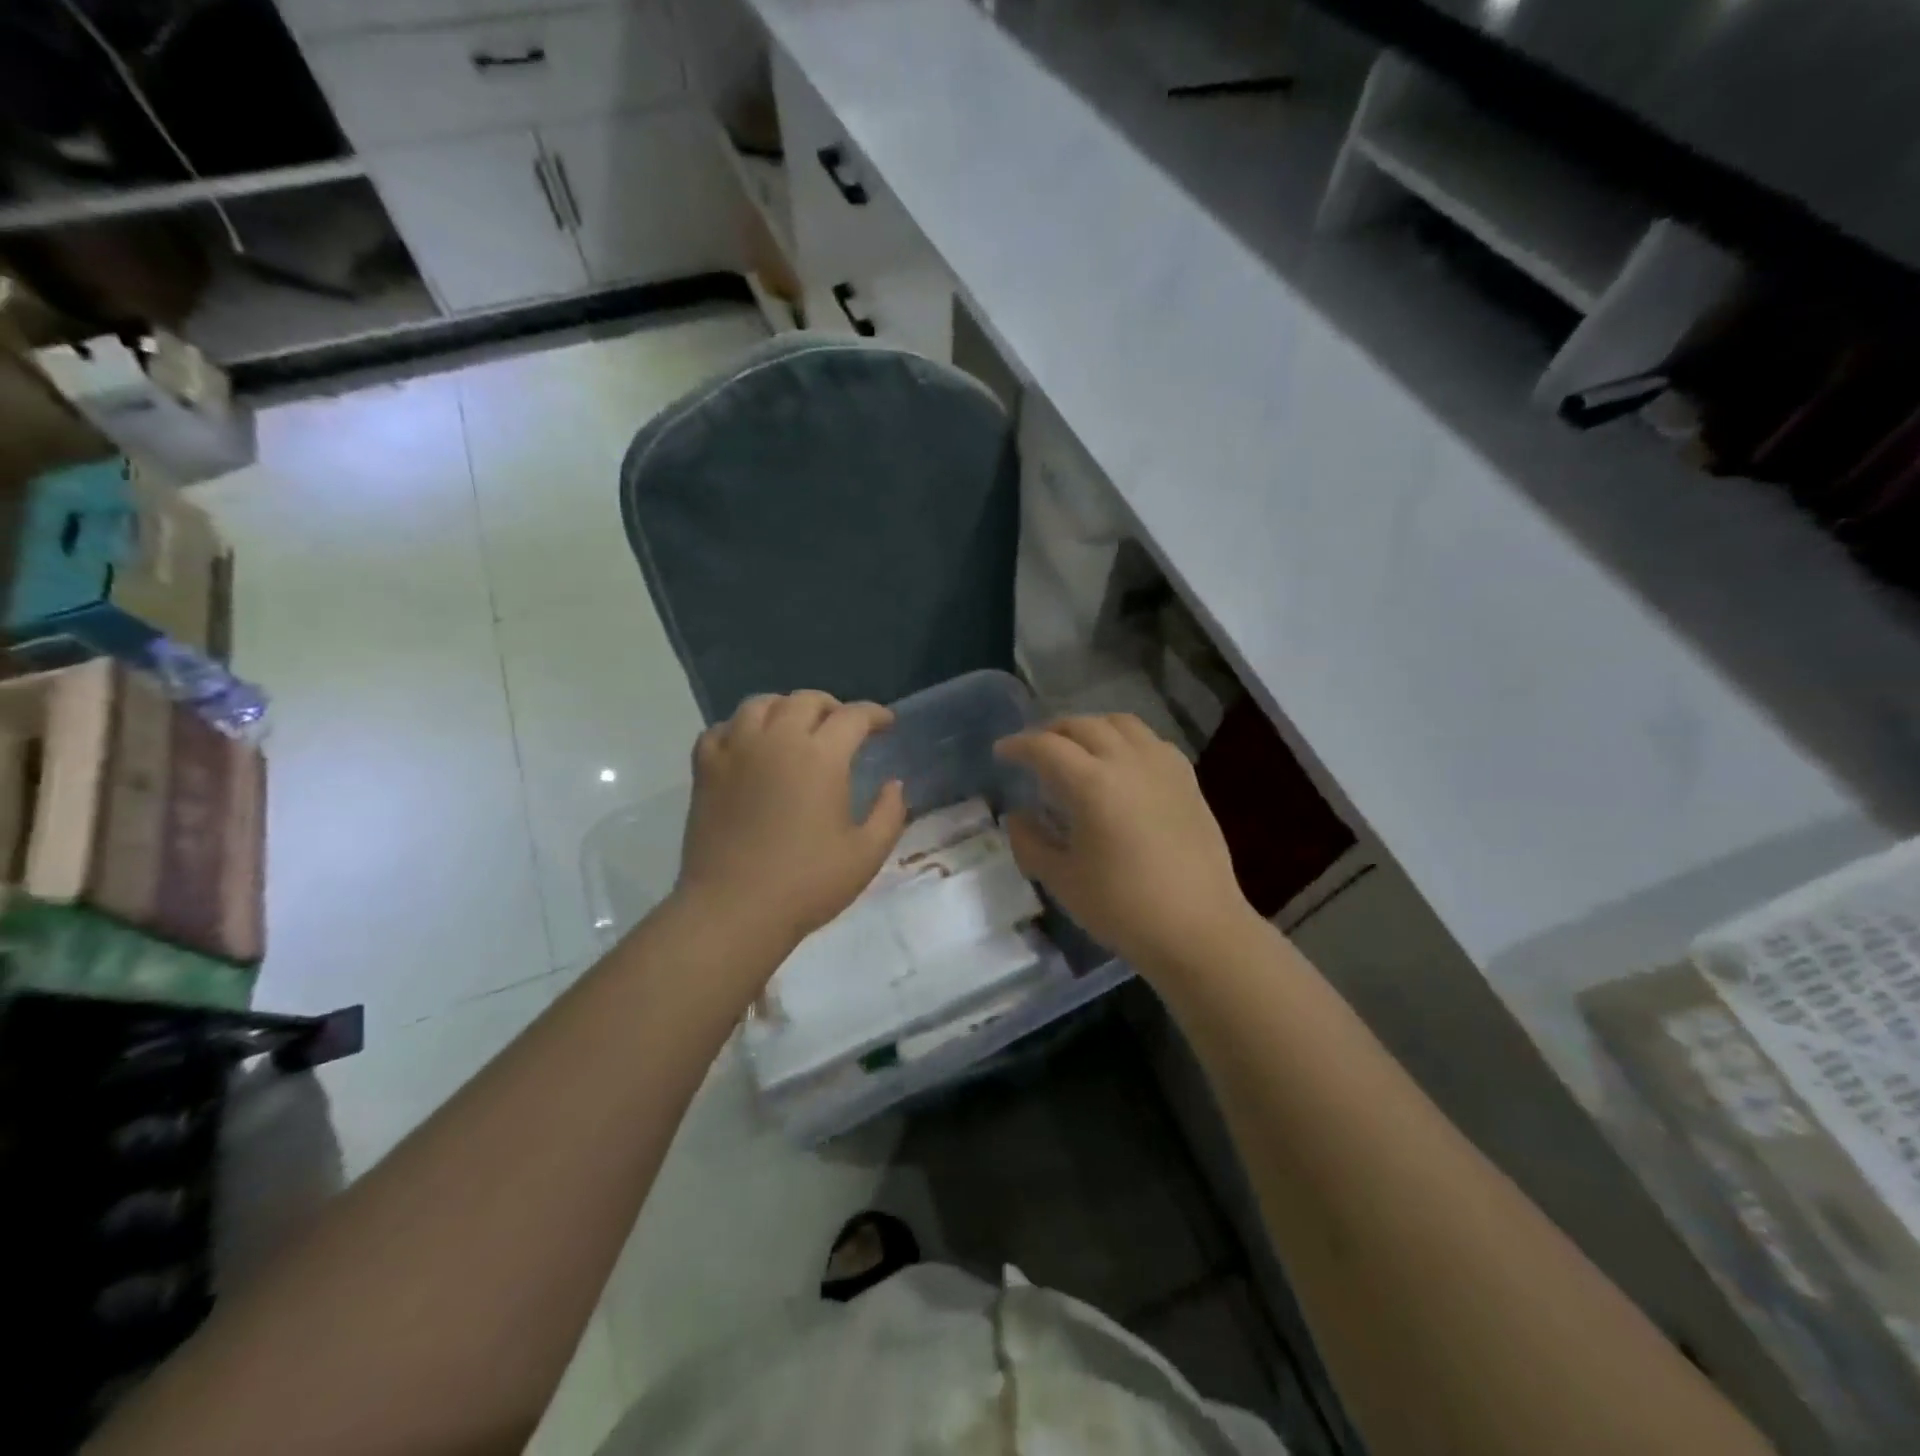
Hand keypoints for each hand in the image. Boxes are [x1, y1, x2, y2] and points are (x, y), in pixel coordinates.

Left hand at [675, 691, 907, 947]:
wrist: (734, 910)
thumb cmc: (807, 883)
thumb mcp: (866, 854)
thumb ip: (889, 813)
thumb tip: (894, 785)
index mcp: (821, 756)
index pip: (853, 716)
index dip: (875, 715)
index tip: (886, 725)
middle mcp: (777, 740)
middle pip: (806, 700)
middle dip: (832, 707)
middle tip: (843, 727)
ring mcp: (736, 750)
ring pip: (760, 704)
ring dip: (785, 708)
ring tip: (795, 728)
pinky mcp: (706, 769)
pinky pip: (721, 729)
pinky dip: (740, 728)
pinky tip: (749, 746)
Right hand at [995, 714, 1255, 973]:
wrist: (1199, 929)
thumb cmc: (1123, 908)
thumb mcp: (1063, 880)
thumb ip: (1030, 842)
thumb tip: (1017, 817)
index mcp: (1092, 784)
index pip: (1046, 747)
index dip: (1018, 745)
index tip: (1002, 752)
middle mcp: (1128, 762)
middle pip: (1083, 725)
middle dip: (1052, 731)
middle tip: (1035, 750)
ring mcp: (1163, 767)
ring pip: (1121, 724)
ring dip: (1091, 728)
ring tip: (1078, 748)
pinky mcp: (1188, 780)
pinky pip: (1151, 741)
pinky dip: (1126, 740)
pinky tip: (1122, 764)